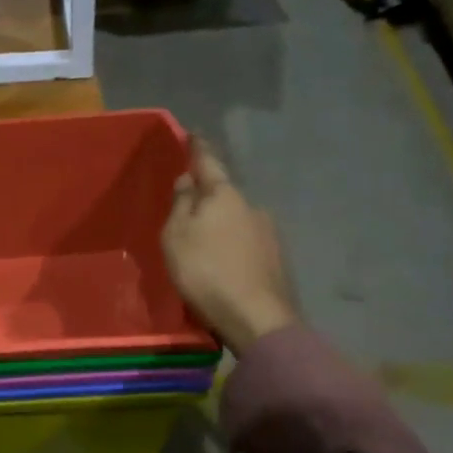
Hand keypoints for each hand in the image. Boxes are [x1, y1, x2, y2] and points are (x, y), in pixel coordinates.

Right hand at [162, 139, 297, 354]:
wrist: (257, 318)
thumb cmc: (206, 272)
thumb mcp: (176, 237)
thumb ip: (180, 205)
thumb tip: (188, 180)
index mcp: (224, 195)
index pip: (208, 162)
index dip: (198, 148)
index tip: (193, 134)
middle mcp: (252, 206)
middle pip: (224, 196)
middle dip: (207, 200)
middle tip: (187, 214)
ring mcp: (269, 233)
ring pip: (237, 222)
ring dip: (221, 229)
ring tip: (204, 251)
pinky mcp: (276, 260)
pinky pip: (247, 246)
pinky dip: (233, 251)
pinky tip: (224, 269)